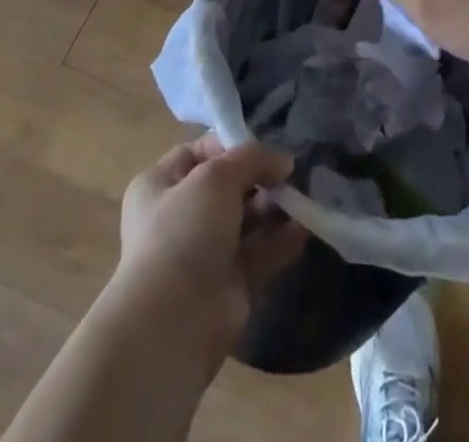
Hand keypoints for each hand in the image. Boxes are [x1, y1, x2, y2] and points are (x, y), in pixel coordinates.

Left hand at [109, 136, 305, 358]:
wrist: (173, 324)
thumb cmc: (184, 232)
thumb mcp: (216, 176)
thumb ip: (253, 158)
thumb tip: (284, 160)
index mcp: (161, 185)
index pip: (201, 152)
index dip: (233, 145)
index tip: (266, 147)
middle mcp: (182, 216)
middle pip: (230, 186)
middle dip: (262, 177)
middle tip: (293, 172)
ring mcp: (206, 253)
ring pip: (248, 220)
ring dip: (276, 206)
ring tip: (304, 195)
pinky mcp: (231, 284)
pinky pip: (262, 253)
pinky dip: (283, 239)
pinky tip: (307, 226)